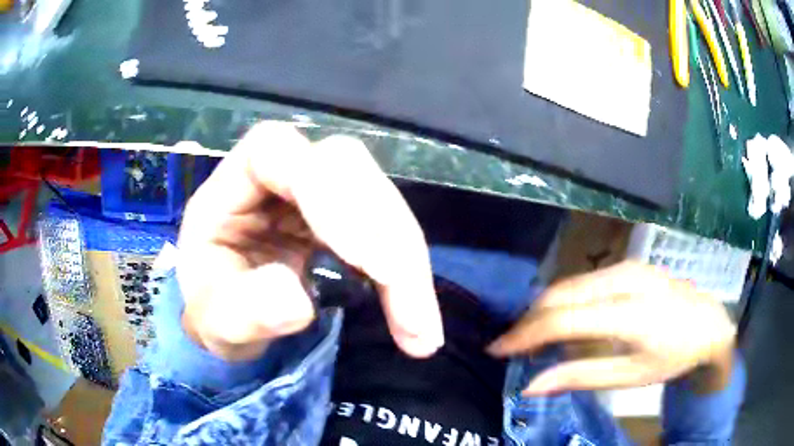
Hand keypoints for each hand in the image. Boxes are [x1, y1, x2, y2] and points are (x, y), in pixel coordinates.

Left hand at [177, 122, 443, 360]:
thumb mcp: (214, 320)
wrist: (230, 315)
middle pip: (348, 168)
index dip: (325, 190)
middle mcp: (280, 173)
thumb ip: (242, 310)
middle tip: (410, 316)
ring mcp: (318, 191)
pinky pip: (388, 231)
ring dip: (408, 264)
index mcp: (233, 181)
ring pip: (380, 198)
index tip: (363, 260)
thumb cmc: (213, 307)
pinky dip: (408, 275)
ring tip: (420, 332)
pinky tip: (417, 318)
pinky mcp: (347, 216)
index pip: (277, 150)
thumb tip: (296, 299)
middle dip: (387, 239)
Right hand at [488, 261, 734, 395]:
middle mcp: (625, 279)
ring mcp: (627, 266)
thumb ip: (581, 377)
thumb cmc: (674, 355)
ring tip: (532, 337)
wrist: (708, 322)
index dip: (525, 334)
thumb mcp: (631, 376)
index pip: (564, 319)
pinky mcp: (628, 265)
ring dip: (544, 310)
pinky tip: (562, 319)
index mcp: (630, 312)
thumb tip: (532, 385)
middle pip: (560, 294)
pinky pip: (584, 281)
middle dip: (529, 321)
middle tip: (511, 347)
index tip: (498, 350)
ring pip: (569, 284)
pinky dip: (563, 300)